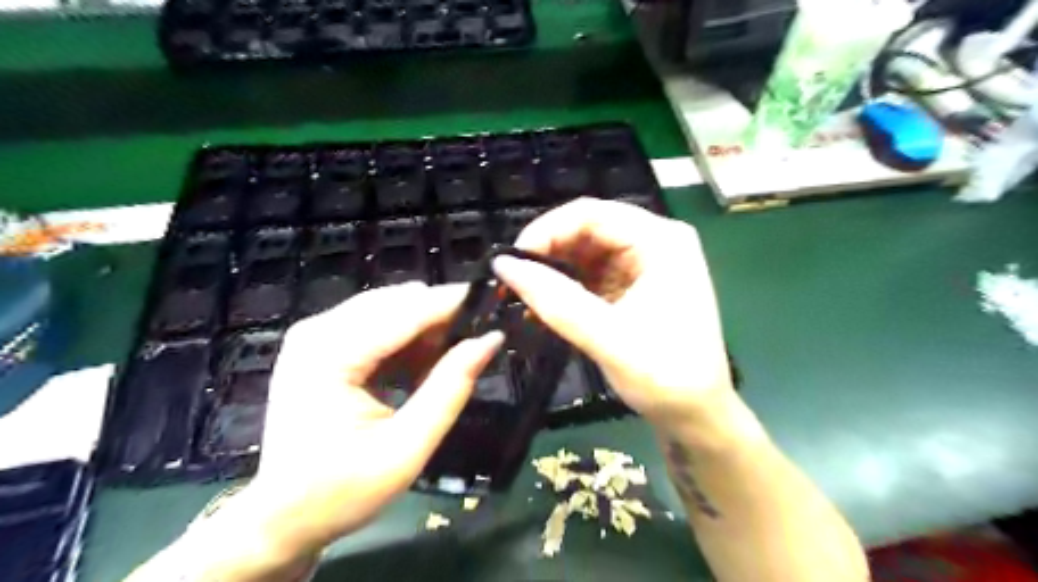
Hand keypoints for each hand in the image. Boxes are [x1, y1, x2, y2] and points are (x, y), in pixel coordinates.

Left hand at [243, 285, 503, 555]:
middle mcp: (317, 331)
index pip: (406, 311)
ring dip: (424, 328)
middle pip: (397, 301)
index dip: (453, 303)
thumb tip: (489, 340)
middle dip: (440, 316)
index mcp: (330, 356)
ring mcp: (315, 334)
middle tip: (473, 344)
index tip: (494, 305)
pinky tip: (419, 367)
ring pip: (389, 307)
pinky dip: (406, 338)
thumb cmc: (341, 491)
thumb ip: (450, 389)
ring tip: (446, 362)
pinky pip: (376, 322)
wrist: (281, 517)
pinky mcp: (320, 342)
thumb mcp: (407, 448)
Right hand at [492, 198, 736, 441]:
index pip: (592, 214)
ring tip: (523, 295)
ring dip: (553, 270)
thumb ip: (555, 300)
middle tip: (513, 281)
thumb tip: (503, 265)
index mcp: (661, 241)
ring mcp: (646, 262)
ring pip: (585, 250)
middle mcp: (655, 241)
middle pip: (588, 228)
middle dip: (547, 251)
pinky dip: (566, 286)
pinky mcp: (635, 283)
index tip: (512, 261)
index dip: (546, 230)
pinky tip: (545, 304)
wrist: (697, 415)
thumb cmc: (666, 378)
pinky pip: (592, 272)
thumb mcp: (608, 338)